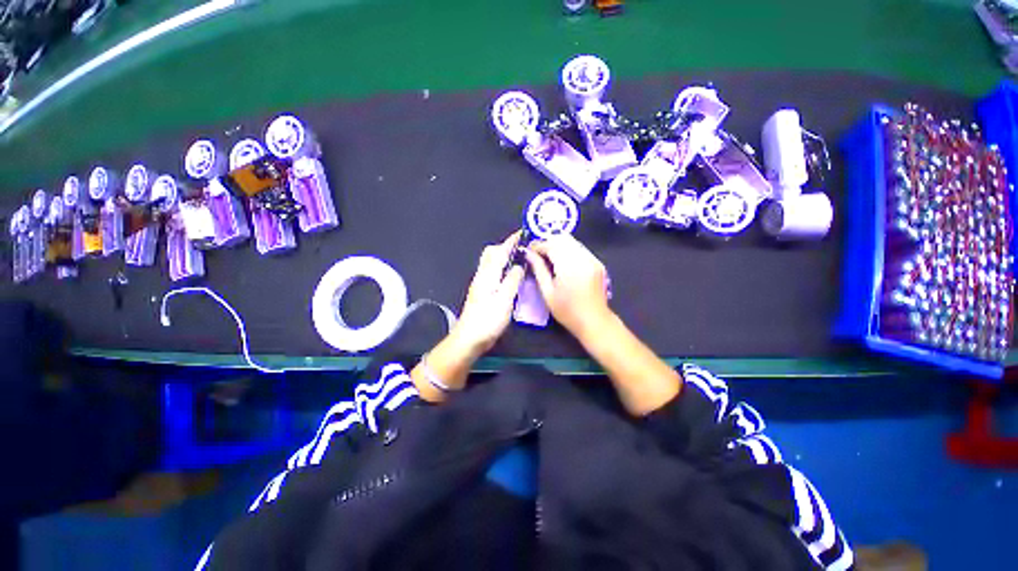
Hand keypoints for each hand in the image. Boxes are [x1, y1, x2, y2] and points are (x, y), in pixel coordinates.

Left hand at [452, 232, 526, 353]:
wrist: (469, 338)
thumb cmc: (488, 320)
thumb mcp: (504, 300)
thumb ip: (512, 280)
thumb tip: (519, 265)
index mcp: (488, 275)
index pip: (500, 251)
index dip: (511, 241)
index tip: (523, 233)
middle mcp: (482, 275)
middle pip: (491, 253)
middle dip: (505, 246)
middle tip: (521, 248)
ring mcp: (480, 284)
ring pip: (491, 263)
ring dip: (503, 257)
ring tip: (519, 260)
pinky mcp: (481, 292)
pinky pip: (492, 272)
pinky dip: (502, 268)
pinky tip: (511, 276)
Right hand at [525, 235, 611, 339]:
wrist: (594, 321)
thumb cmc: (567, 311)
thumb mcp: (548, 292)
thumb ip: (538, 269)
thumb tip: (528, 254)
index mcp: (569, 266)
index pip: (551, 245)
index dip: (538, 245)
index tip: (529, 250)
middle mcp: (583, 258)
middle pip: (563, 238)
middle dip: (548, 242)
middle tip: (538, 253)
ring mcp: (592, 259)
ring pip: (572, 241)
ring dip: (558, 245)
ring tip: (548, 258)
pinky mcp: (597, 262)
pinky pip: (580, 248)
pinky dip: (568, 250)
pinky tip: (562, 262)